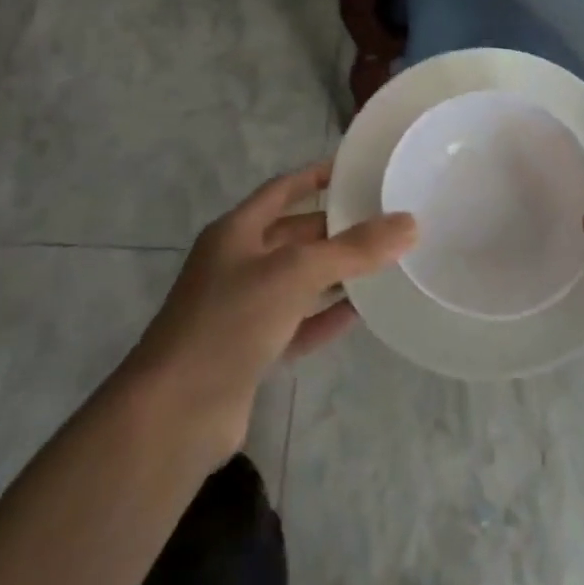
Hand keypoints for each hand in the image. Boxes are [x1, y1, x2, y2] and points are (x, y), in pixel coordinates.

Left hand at [128, 162, 416, 449]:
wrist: (174, 414)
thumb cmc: (230, 322)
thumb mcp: (296, 272)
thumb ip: (354, 249)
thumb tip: (409, 223)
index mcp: (236, 233)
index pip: (282, 190)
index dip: (316, 176)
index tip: (356, 169)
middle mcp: (236, 265)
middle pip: (294, 236)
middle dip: (335, 228)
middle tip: (385, 221)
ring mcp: (241, 310)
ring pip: (298, 281)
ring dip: (335, 273)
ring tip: (384, 263)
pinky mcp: (250, 352)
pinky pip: (297, 324)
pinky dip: (325, 316)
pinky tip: (360, 312)